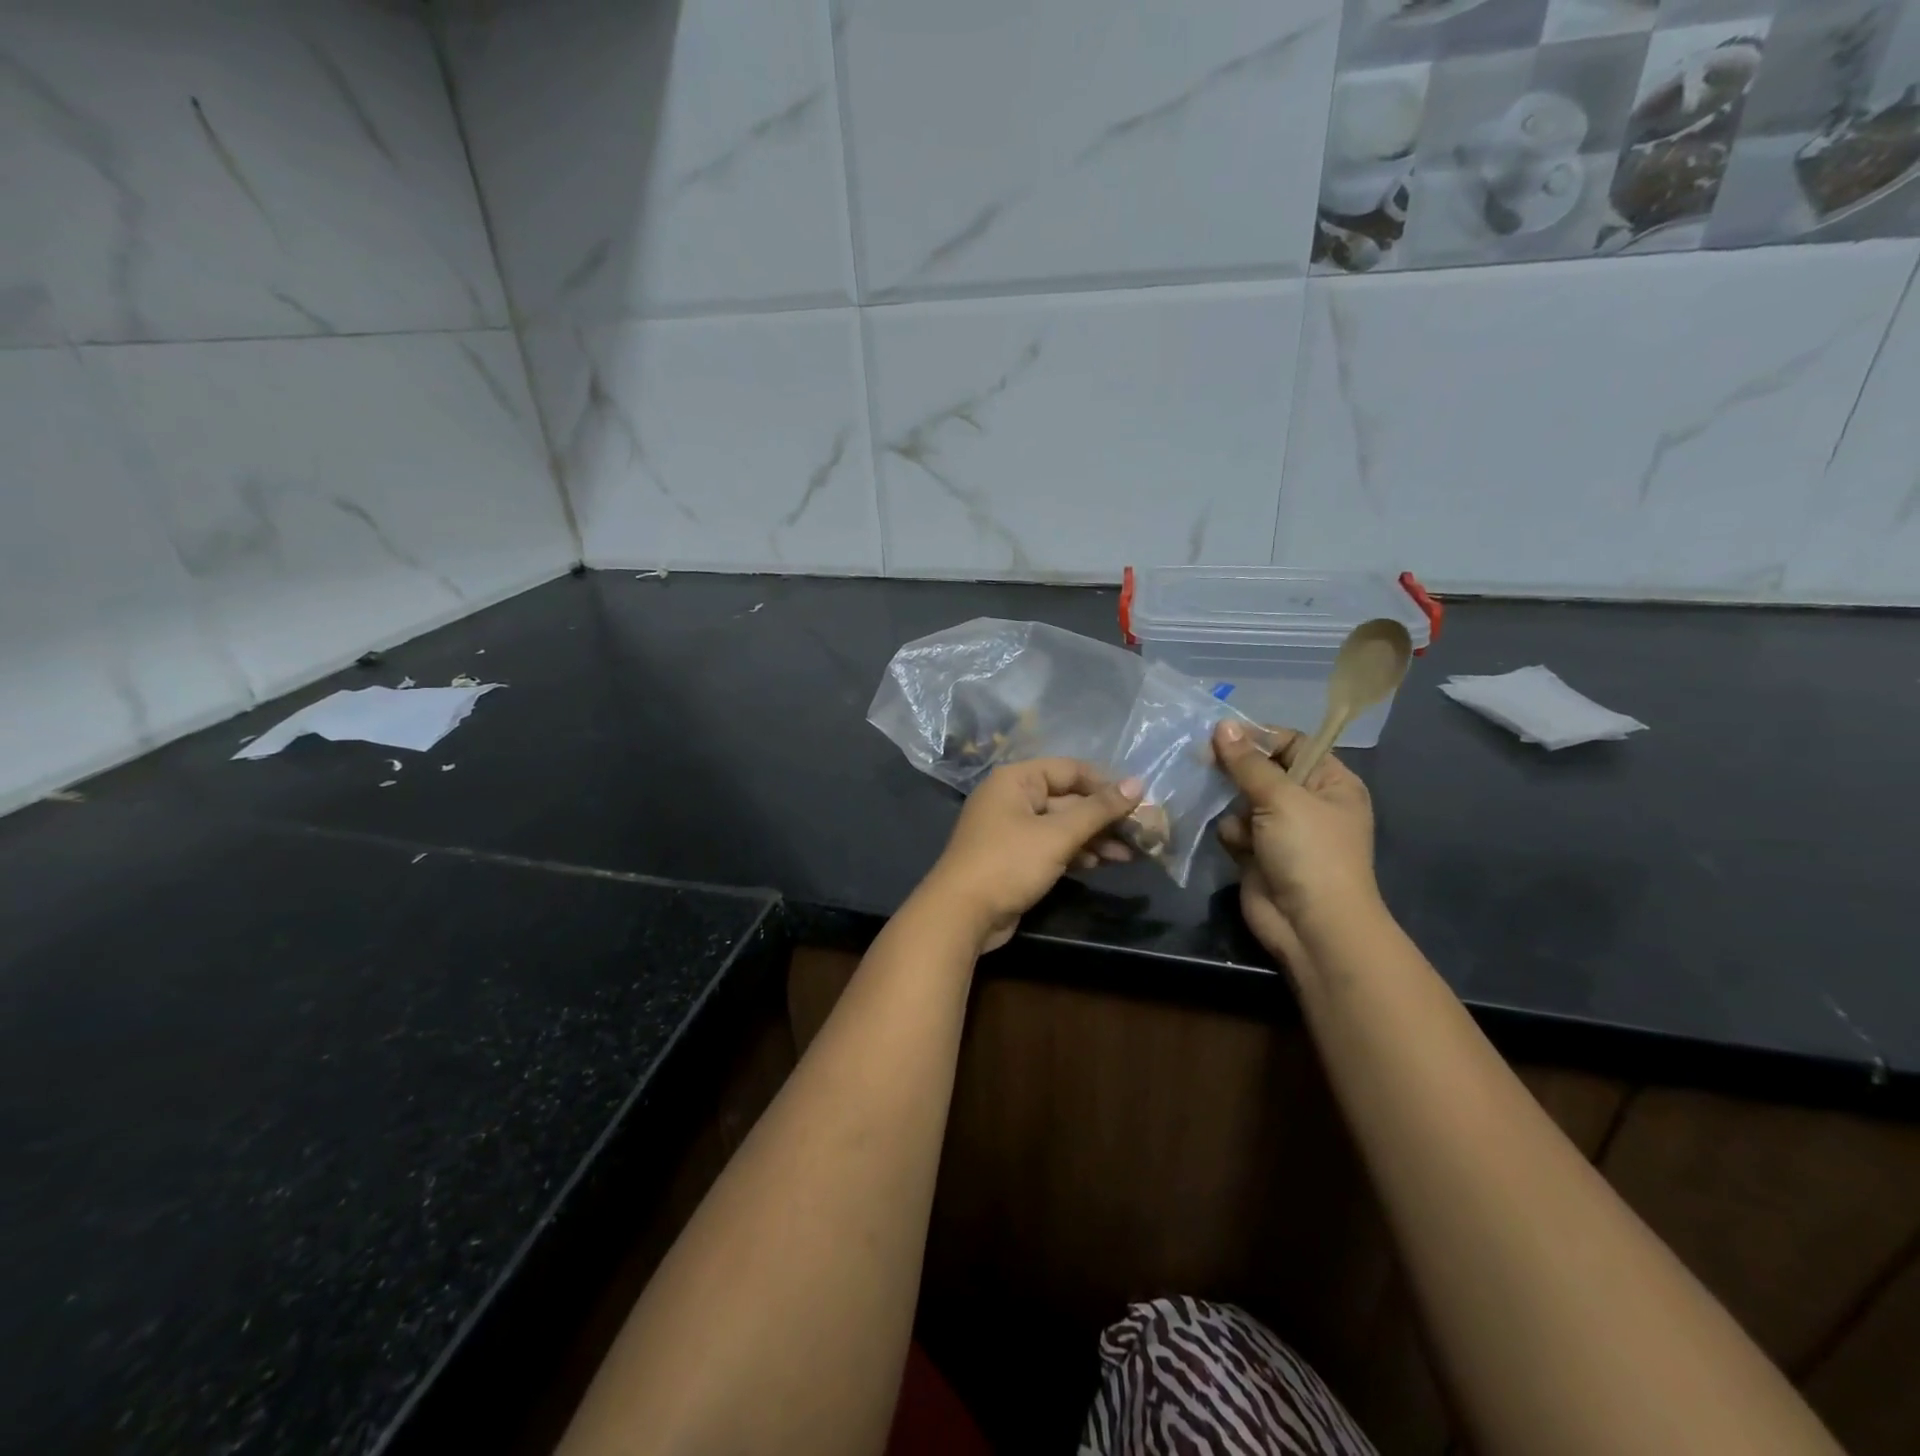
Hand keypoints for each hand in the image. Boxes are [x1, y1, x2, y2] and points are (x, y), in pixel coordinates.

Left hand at [922, 759, 1143, 952]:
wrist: (961, 914)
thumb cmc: (1009, 863)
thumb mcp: (1057, 835)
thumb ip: (1098, 809)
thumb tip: (1138, 783)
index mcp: (1016, 779)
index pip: (1070, 770)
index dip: (1105, 783)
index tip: (1140, 801)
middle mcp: (1012, 797)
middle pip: (1068, 798)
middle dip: (1104, 816)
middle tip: (1142, 832)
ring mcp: (1012, 829)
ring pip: (1062, 825)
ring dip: (1095, 837)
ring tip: (1131, 853)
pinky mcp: (1015, 857)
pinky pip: (1052, 846)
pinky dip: (1077, 852)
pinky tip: (1104, 863)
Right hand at [1212, 720, 1379, 967]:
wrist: (1311, 926)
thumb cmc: (1309, 852)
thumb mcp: (1281, 798)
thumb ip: (1247, 762)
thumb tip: (1222, 725)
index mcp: (1331, 782)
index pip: (1293, 743)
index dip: (1259, 737)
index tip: (1221, 734)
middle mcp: (1308, 802)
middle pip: (1263, 770)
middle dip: (1236, 770)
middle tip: (1203, 760)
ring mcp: (1282, 830)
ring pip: (1242, 799)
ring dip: (1231, 804)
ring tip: (1228, 812)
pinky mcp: (1258, 854)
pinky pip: (1235, 829)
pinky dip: (1231, 833)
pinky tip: (1235, 844)